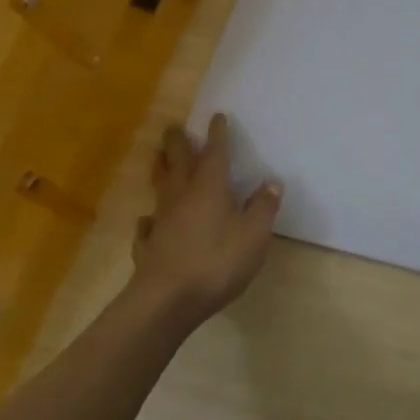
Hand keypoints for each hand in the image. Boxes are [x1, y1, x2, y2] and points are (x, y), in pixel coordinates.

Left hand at [131, 114, 279, 327]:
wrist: (166, 302)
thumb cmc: (216, 262)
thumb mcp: (254, 234)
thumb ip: (263, 207)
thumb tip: (271, 182)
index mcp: (210, 188)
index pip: (215, 154)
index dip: (218, 135)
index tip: (216, 116)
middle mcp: (182, 197)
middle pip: (179, 163)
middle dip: (178, 143)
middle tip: (173, 127)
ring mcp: (162, 222)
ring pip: (160, 187)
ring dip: (160, 170)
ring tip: (157, 158)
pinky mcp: (148, 247)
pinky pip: (148, 226)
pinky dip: (149, 219)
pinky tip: (149, 221)